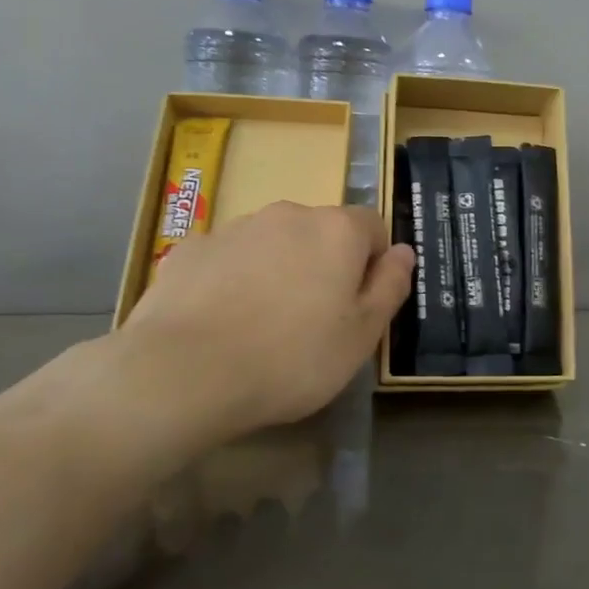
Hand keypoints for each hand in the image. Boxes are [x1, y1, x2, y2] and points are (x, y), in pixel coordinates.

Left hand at [93, 202, 412, 458]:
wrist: (183, 373)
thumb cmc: (291, 358)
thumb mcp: (362, 335)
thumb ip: (391, 286)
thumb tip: (405, 252)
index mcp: (337, 230)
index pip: (373, 226)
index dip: (374, 264)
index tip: (360, 306)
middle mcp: (288, 214)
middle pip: (321, 233)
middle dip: (325, 266)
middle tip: (315, 322)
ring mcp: (234, 228)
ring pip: (273, 244)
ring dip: (279, 271)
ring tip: (263, 327)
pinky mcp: (190, 249)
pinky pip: (228, 259)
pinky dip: (233, 280)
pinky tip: (222, 323)